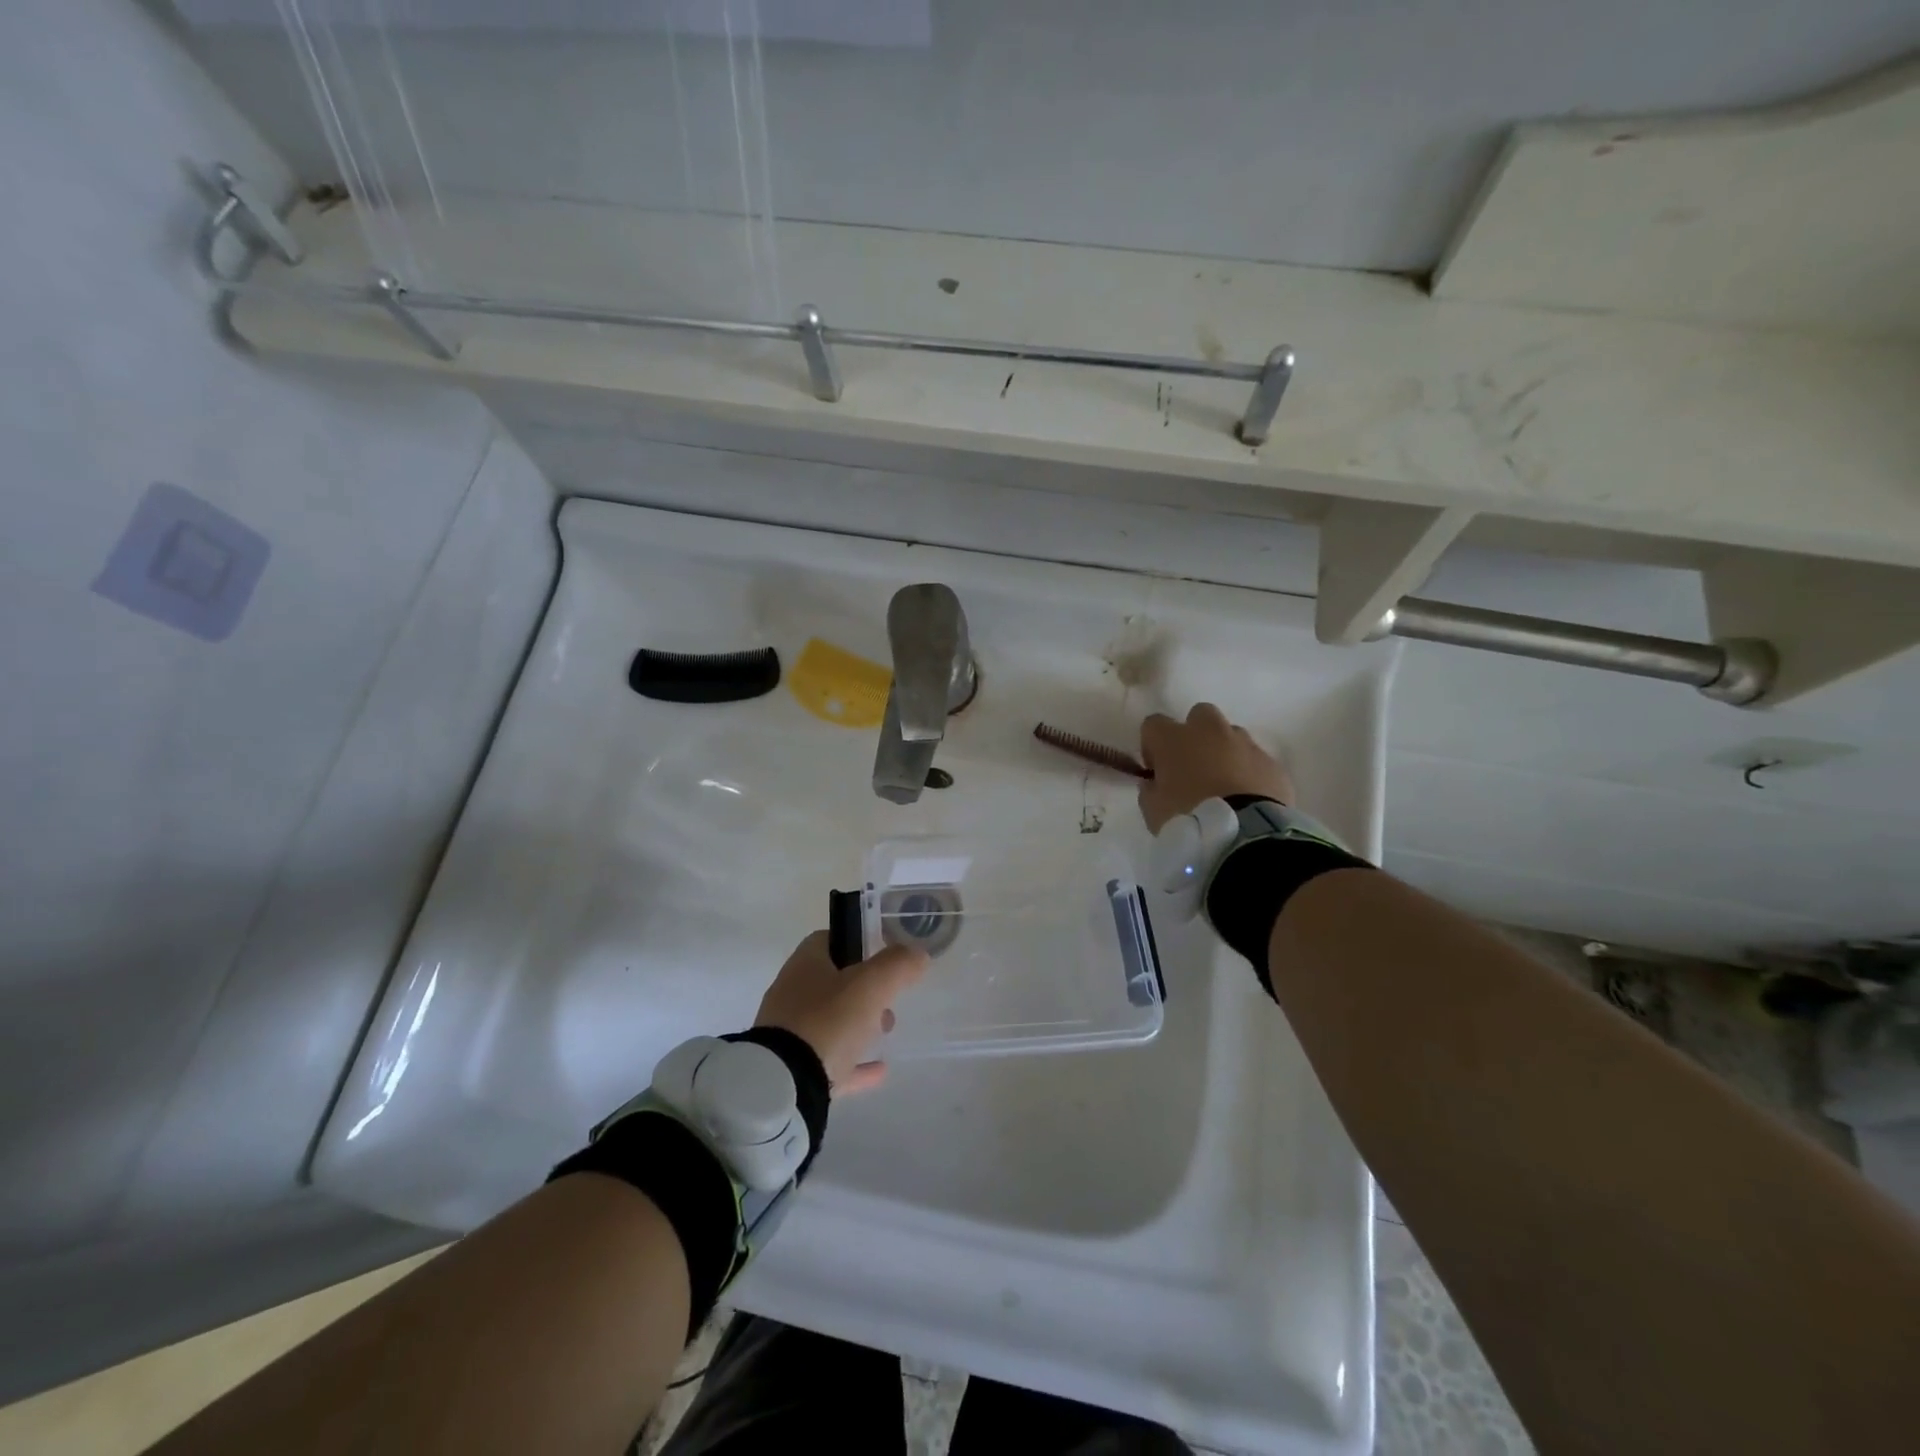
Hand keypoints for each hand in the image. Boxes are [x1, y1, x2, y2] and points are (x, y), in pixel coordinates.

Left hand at [754, 931, 927, 1095]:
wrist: (785, 1085)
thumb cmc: (827, 1021)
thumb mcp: (871, 985)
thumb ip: (898, 964)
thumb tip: (918, 954)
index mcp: (805, 965)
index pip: (828, 939)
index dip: (857, 942)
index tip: (884, 955)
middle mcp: (792, 994)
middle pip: (832, 982)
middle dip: (864, 990)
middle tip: (890, 1001)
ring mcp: (790, 1033)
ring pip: (830, 1021)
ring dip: (859, 1024)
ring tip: (886, 1032)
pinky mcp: (793, 1070)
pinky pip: (830, 1060)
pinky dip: (854, 1062)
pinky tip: (879, 1070)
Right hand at [1137, 702, 1293, 833]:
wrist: (1244, 835)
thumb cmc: (1188, 818)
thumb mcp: (1152, 810)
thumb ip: (1150, 790)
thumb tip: (1154, 783)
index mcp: (1174, 739)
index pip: (1153, 724)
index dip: (1152, 745)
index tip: (1156, 769)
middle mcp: (1210, 731)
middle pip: (1200, 716)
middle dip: (1195, 735)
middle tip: (1193, 767)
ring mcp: (1245, 744)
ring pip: (1232, 736)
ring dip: (1224, 753)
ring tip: (1224, 785)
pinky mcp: (1272, 763)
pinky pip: (1256, 761)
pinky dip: (1249, 773)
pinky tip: (1247, 798)